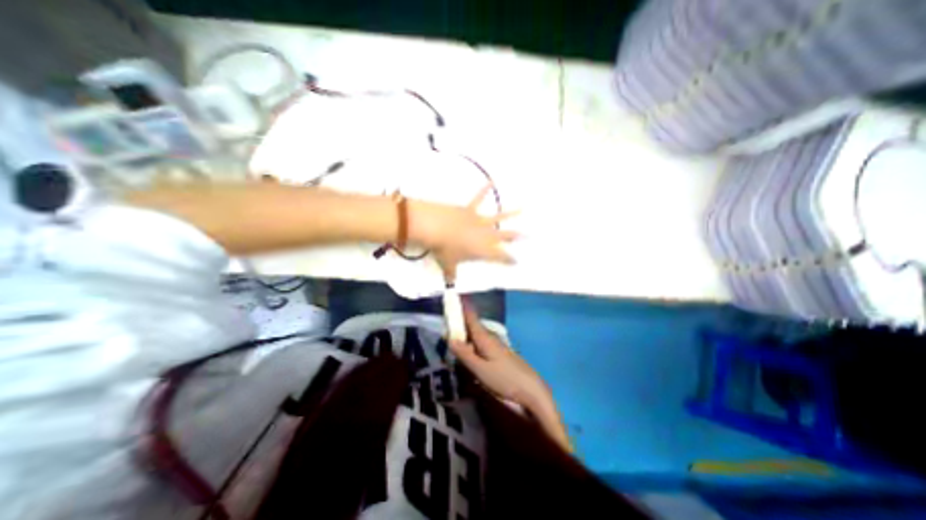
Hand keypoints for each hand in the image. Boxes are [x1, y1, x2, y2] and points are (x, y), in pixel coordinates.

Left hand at [412, 182, 518, 280]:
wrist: (435, 227)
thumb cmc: (444, 249)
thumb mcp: (448, 264)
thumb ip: (451, 273)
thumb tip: (450, 282)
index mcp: (483, 250)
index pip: (501, 256)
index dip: (509, 259)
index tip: (517, 261)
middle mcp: (486, 235)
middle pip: (505, 236)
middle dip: (518, 236)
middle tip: (529, 235)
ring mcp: (479, 220)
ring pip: (499, 216)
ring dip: (512, 213)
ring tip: (523, 208)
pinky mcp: (470, 209)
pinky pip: (479, 197)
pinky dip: (485, 189)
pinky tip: (492, 180)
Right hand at [449, 303, 548, 407]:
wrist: (531, 391)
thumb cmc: (505, 379)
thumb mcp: (480, 369)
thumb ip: (465, 354)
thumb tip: (449, 337)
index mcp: (485, 338)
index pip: (471, 318)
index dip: (462, 309)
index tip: (453, 300)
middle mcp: (491, 338)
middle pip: (473, 327)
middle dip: (460, 324)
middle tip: (446, 325)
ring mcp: (497, 347)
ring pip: (477, 337)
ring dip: (466, 336)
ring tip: (454, 340)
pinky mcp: (500, 355)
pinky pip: (482, 346)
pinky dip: (473, 346)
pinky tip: (470, 355)